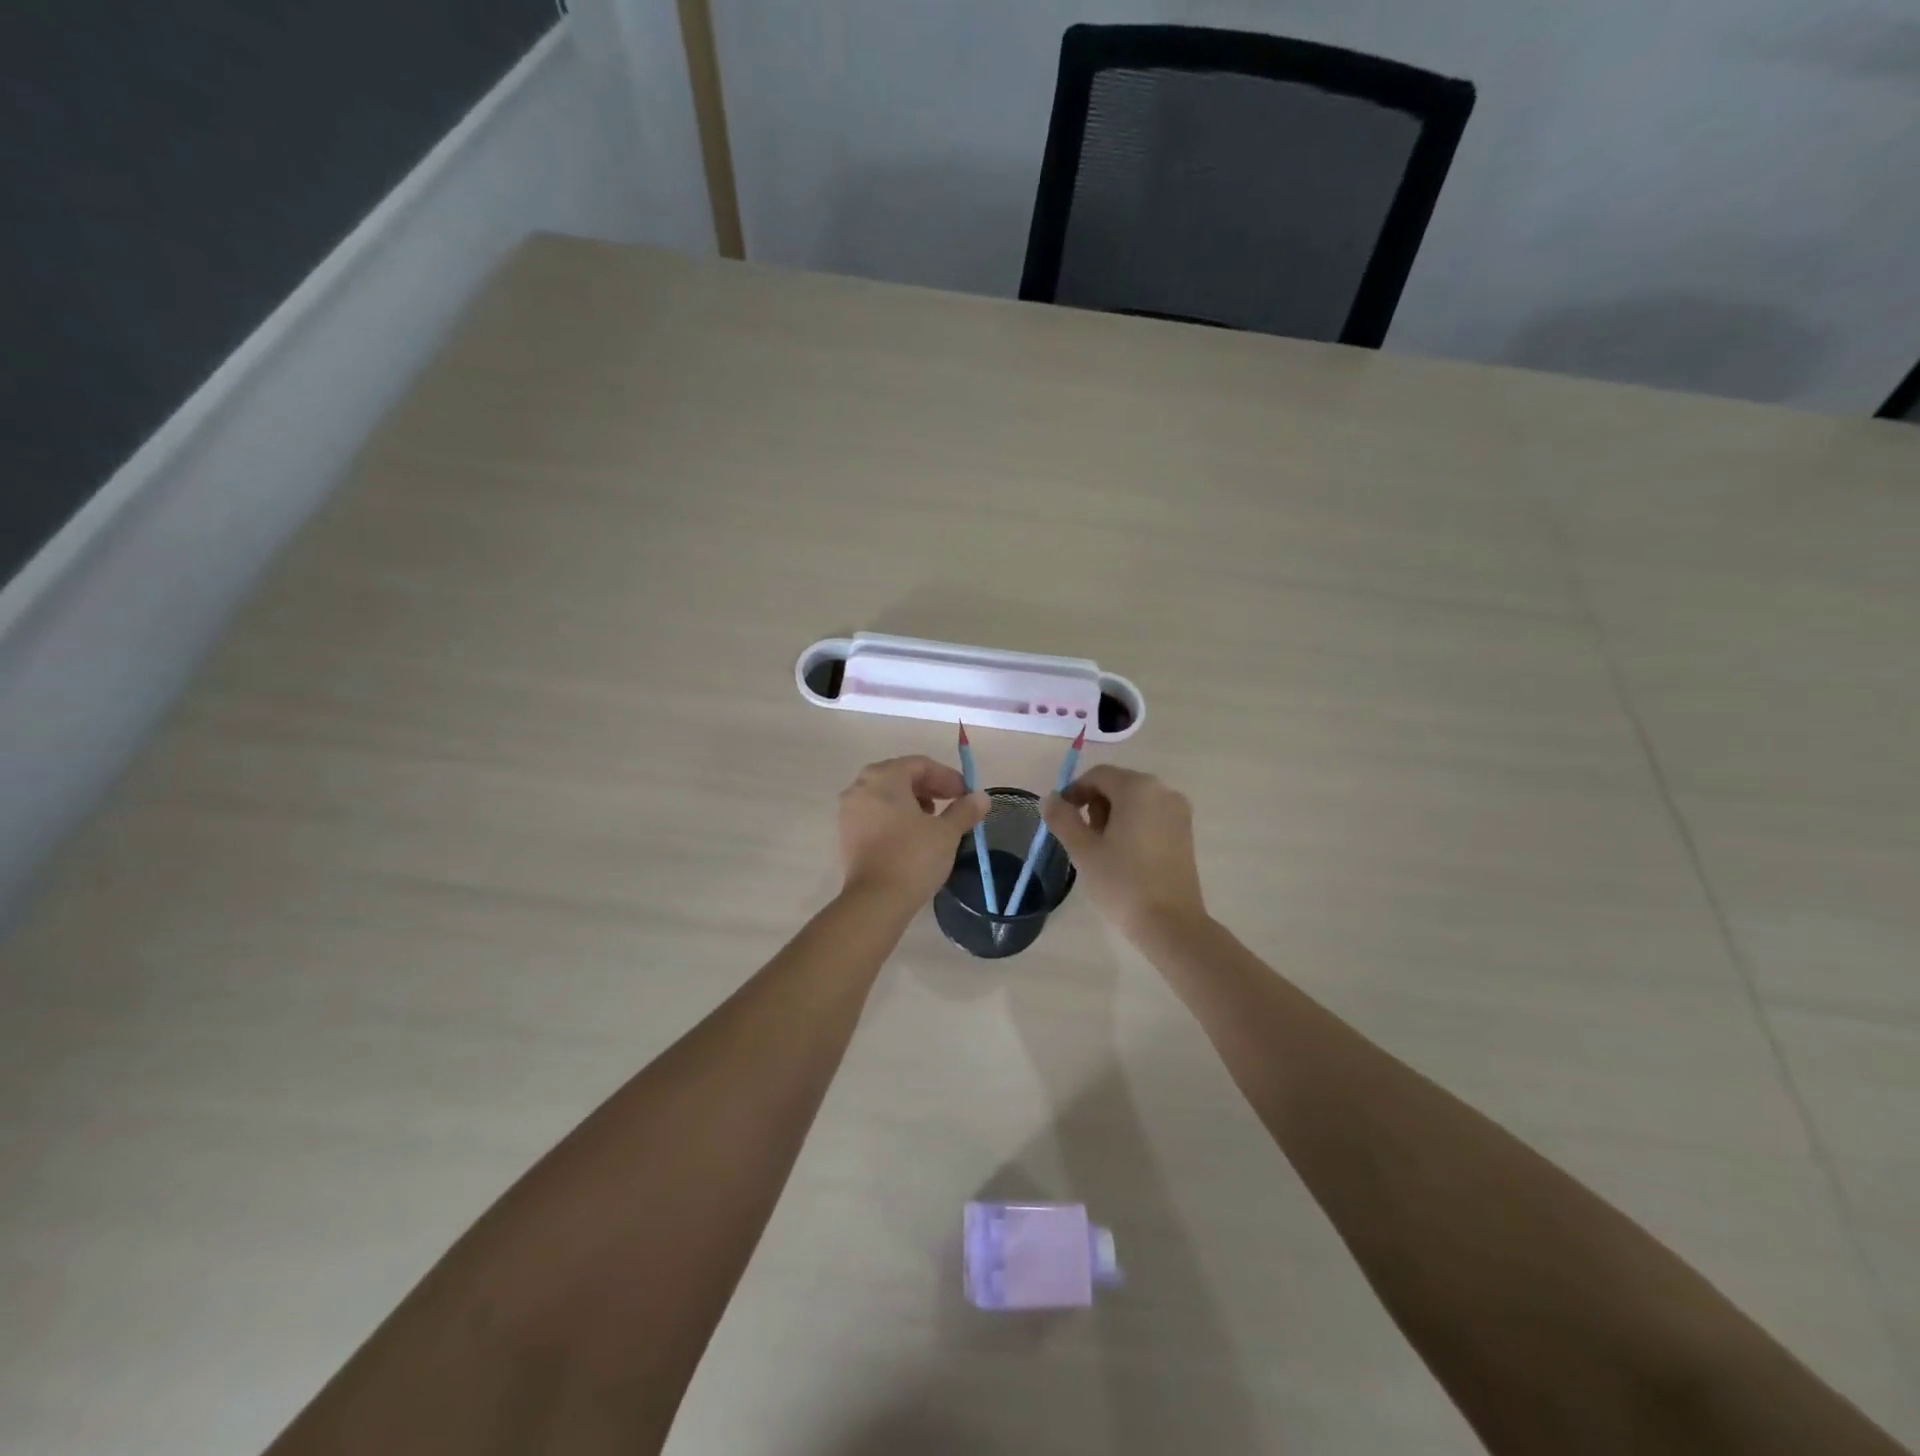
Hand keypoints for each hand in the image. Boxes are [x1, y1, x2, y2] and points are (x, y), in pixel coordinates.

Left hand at [838, 756, 988, 905]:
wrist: (875, 901)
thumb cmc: (913, 857)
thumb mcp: (947, 832)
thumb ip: (965, 809)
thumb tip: (982, 797)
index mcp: (884, 777)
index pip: (921, 765)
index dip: (948, 777)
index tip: (966, 794)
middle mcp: (860, 786)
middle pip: (900, 776)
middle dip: (929, 787)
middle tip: (952, 803)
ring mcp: (849, 810)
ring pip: (886, 795)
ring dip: (912, 801)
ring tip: (933, 820)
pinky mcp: (846, 833)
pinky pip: (875, 813)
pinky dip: (895, 816)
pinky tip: (912, 835)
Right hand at [1042, 766, 1206, 937]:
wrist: (1171, 923)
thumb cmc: (1122, 882)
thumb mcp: (1083, 850)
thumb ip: (1062, 818)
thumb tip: (1050, 798)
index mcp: (1138, 788)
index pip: (1098, 775)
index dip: (1074, 792)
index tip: (1060, 817)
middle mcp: (1163, 791)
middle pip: (1118, 785)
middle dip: (1094, 805)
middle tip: (1082, 838)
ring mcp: (1178, 811)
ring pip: (1135, 801)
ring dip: (1112, 815)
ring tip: (1101, 849)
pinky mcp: (1186, 832)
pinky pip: (1151, 815)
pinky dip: (1132, 825)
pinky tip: (1124, 855)